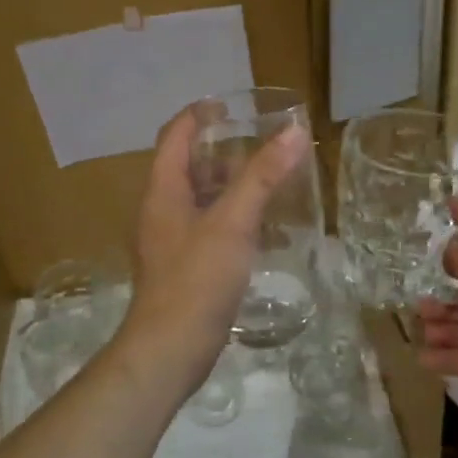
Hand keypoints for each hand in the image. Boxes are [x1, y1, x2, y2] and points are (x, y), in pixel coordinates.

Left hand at [122, 107, 309, 395]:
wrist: (169, 352)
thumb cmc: (197, 279)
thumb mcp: (234, 221)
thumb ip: (263, 176)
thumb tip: (295, 131)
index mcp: (164, 190)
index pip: (175, 135)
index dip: (198, 114)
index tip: (231, 105)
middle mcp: (162, 209)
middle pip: (188, 164)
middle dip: (221, 149)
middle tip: (260, 141)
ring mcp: (171, 240)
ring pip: (199, 197)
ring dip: (229, 182)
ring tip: (267, 177)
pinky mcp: (184, 266)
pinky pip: (208, 226)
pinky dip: (231, 214)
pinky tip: (260, 225)